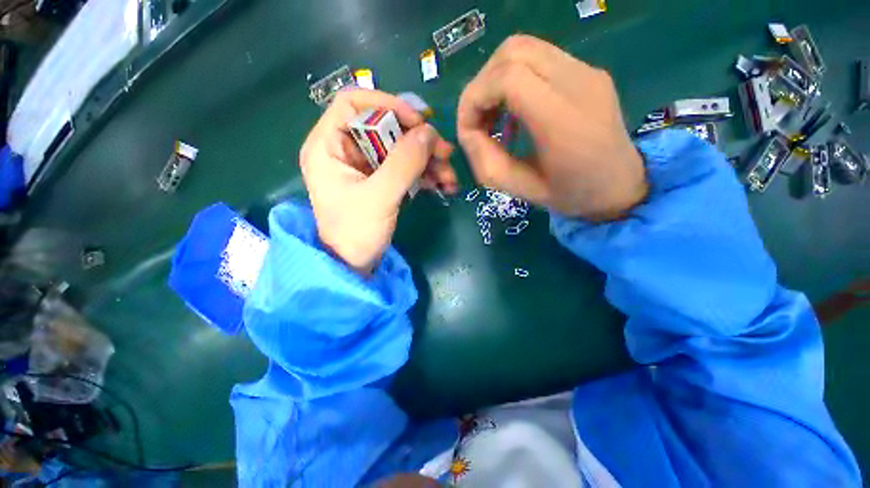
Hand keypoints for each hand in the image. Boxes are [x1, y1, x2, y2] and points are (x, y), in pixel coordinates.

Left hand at [300, 89, 456, 274]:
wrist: (354, 265)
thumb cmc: (356, 233)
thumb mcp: (380, 197)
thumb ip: (404, 163)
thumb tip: (429, 132)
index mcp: (329, 146)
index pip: (353, 103)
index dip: (387, 104)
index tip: (417, 122)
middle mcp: (345, 150)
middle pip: (384, 127)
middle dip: (418, 139)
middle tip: (445, 152)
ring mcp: (364, 167)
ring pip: (399, 148)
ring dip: (427, 159)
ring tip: (449, 176)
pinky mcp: (379, 181)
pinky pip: (404, 167)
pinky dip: (424, 173)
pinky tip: (442, 184)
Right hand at [457, 35, 646, 220]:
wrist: (621, 186)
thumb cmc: (570, 195)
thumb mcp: (519, 190)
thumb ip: (485, 162)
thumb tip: (467, 132)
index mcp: (562, 120)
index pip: (507, 78)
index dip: (475, 98)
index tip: (468, 129)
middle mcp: (578, 83)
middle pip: (513, 51)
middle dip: (483, 84)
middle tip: (479, 120)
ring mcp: (587, 71)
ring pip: (525, 48)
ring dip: (497, 78)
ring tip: (494, 116)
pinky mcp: (589, 71)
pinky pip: (540, 59)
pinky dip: (515, 79)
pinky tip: (516, 111)